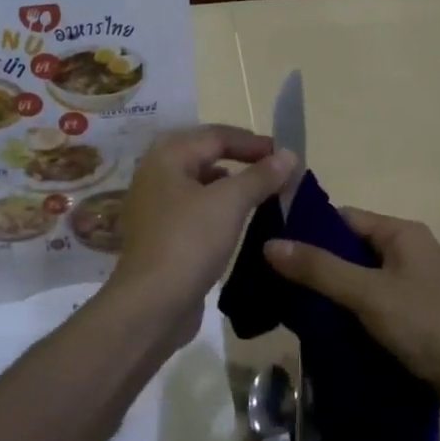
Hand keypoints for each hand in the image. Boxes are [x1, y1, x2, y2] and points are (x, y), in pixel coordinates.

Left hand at [104, 125, 297, 337]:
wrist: (151, 304)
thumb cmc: (189, 241)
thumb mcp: (230, 202)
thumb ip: (260, 175)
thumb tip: (288, 155)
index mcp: (167, 157)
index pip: (216, 136)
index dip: (252, 142)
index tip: (285, 155)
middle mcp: (156, 176)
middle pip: (206, 157)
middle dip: (243, 162)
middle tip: (276, 172)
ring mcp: (155, 208)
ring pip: (201, 186)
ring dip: (232, 187)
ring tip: (264, 197)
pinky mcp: (161, 237)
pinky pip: (196, 211)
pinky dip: (220, 211)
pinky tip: (240, 223)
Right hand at [263, 209, 439, 400]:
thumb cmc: (428, 325)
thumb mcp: (368, 294)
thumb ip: (319, 269)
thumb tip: (269, 243)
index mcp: (401, 233)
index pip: (342, 218)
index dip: (306, 230)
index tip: (268, 247)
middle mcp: (407, 252)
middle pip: (348, 249)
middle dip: (314, 264)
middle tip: (272, 282)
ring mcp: (411, 286)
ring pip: (357, 280)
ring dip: (328, 293)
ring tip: (287, 307)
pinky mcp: (412, 317)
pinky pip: (369, 305)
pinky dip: (346, 313)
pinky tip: (320, 329)